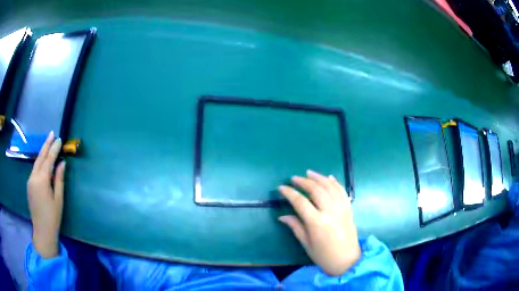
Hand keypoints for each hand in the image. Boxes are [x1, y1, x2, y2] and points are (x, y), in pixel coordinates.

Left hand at [27, 132, 65, 257]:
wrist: (42, 231)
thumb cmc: (53, 217)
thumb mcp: (58, 199)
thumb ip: (59, 179)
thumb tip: (62, 163)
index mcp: (42, 180)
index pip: (49, 160)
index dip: (54, 149)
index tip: (59, 139)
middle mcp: (34, 177)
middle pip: (40, 157)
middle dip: (46, 145)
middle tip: (51, 133)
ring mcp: (30, 180)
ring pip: (36, 162)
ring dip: (42, 152)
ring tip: (47, 143)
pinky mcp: (29, 185)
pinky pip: (34, 169)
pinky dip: (39, 162)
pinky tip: (42, 160)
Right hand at [278, 170, 360, 275]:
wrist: (347, 260)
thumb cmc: (323, 256)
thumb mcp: (306, 244)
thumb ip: (296, 227)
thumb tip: (282, 216)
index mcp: (317, 222)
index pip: (300, 202)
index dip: (289, 193)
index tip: (281, 188)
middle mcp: (330, 211)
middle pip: (316, 190)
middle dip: (304, 182)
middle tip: (294, 178)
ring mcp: (341, 208)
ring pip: (330, 187)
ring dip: (319, 177)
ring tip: (309, 173)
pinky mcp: (348, 209)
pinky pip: (342, 191)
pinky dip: (335, 182)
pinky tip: (329, 177)